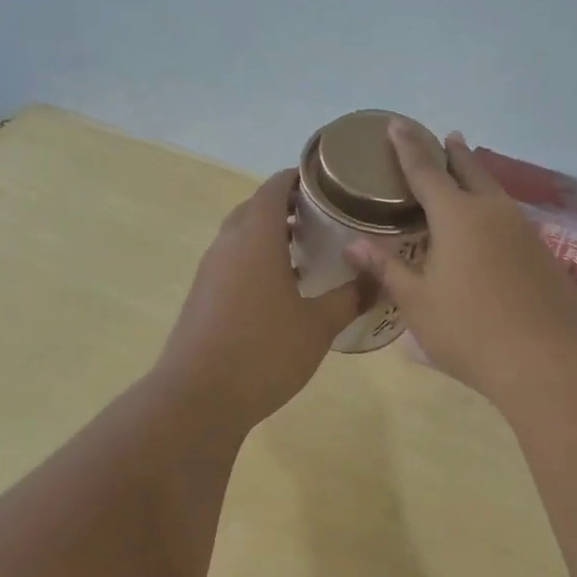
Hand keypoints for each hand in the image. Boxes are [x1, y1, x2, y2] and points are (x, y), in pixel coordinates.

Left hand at [157, 169, 367, 430]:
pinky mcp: (202, 296)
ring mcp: (210, 271)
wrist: (197, 399)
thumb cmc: (263, 353)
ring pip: (241, 235)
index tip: (328, 181)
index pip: (274, 188)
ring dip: (270, 233)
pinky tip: (281, 287)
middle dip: (287, 205)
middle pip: (255, 208)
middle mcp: (228, 245)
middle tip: (324, 216)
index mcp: (256, 238)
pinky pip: (232, 261)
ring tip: (307, 250)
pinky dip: (256, 258)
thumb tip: (379, 278)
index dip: (298, 177)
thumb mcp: (318, 326)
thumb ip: (350, 297)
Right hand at [344, 122, 576, 402]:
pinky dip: (494, 212)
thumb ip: (387, 269)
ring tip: (468, 174)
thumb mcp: (418, 302)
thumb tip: (353, 244)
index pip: (425, 170)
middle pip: (470, 172)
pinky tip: (493, 230)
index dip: (408, 147)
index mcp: (457, 216)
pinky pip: (511, 220)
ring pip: (496, 194)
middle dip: (454, 154)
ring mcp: (524, 232)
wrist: (548, 360)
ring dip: (479, 179)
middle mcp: (494, 212)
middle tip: (446, 137)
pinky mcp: (544, 255)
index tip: (396, 123)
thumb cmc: (469, 330)